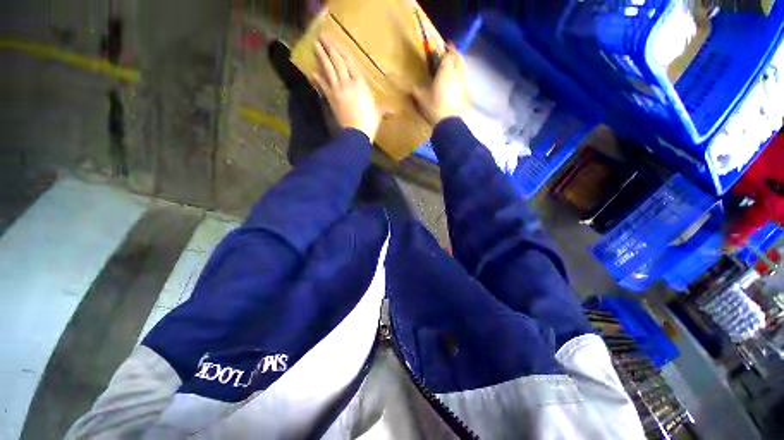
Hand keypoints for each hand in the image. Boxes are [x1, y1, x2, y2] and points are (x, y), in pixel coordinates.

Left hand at [312, 38, 382, 140]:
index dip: (343, 52)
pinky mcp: (331, 99)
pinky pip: (323, 86)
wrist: (356, 133)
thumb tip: (393, 112)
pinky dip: (318, 79)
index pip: (350, 63)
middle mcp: (347, 83)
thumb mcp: (378, 114)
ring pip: (328, 70)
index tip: (336, 42)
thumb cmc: (370, 122)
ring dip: (321, 57)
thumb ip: (383, 109)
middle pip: (337, 62)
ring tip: (315, 46)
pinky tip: (313, 73)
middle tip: (323, 37)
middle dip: (330, 48)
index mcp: (360, 84)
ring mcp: (337, 90)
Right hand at [412, 44, 468, 124]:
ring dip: (458, 65)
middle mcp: (457, 73)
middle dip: (455, 54)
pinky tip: (454, 83)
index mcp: (446, 70)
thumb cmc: (434, 106)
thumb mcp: (422, 98)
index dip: (447, 49)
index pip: (449, 54)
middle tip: (449, 55)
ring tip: (452, 68)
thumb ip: (417, 90)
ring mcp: (463, 83)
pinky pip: (463, 79)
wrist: (448, 121)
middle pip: (459, 58)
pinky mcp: (466, 93)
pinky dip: (460, 77)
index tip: (443, 47)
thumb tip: (412, 87)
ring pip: (463, 68)